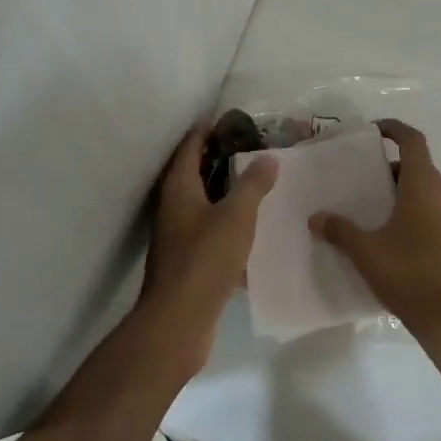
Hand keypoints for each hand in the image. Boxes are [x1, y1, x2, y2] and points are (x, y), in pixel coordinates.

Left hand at [138, 123, 277, 370]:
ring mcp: (177, 234)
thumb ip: (253, 184)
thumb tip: (268, 157)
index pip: (190, 145)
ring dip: (225, 191)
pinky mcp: (186, 259)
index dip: (209, 130)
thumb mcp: (236, 216)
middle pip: (194, 172)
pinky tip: (251, 226)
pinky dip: (226, 220)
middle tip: (254, 149)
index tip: (235, 121)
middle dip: (220, 159)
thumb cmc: (205, 259)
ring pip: (202, 202)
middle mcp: (172, 206)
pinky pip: (208, 228)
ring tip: (257, 183)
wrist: (179, 319)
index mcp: (178, 187)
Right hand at [309, 119, 440, 338]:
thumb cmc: (408, 274)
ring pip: (429, 191)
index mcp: (425, 184)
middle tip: (364, 183)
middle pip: (419, 167)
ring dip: (405, 194)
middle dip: (392, 171)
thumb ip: (339, 230)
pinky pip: (439, 213)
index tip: (374, 131)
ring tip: (376, 213)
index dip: (394, 129)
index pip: (413, 140)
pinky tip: (396, 239)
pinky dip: (418, 213)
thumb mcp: (365, 251)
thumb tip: (316, 217)